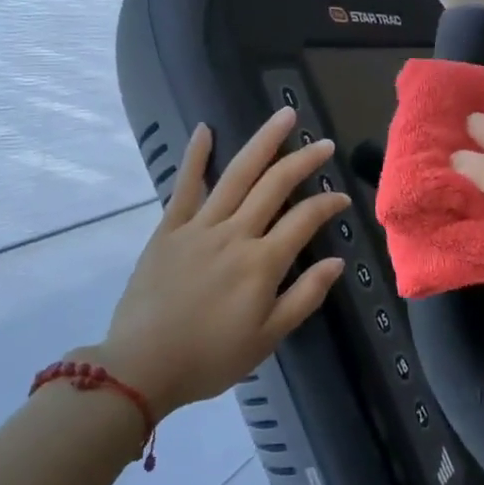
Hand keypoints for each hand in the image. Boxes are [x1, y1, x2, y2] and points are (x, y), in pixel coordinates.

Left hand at [93, 108, 349, 417]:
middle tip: (324, 144)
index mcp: (261, 263)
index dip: (327, 204)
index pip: (304, 219)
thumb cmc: (210, 358)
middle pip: (274, 185)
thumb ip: (305, 296)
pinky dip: (195, 157)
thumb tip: (337, 261)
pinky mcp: (169, 230)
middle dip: (303, 161)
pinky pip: (184, 187)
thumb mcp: (267, 338)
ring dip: (263, 142)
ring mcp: (199, 227)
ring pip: (236, 175)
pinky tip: (205, 130)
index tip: (342, 197)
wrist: (140, 367)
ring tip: (284, 116)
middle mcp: (234, 234)